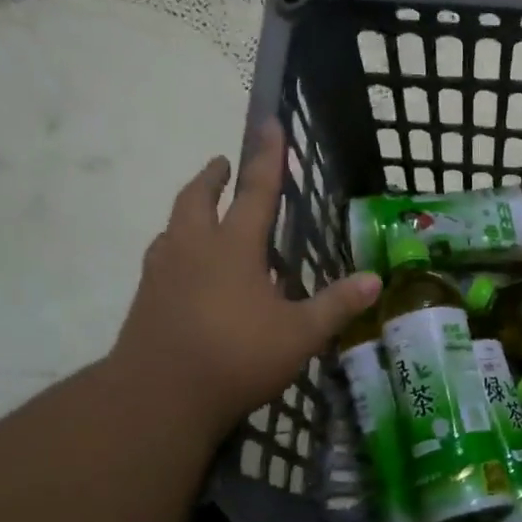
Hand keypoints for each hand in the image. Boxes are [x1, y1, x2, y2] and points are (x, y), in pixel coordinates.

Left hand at [108, 121, 380, 441]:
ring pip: (173, 224)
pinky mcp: (145, 299)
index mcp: (232, 248)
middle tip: (223, 164)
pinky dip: (177, 245)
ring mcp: (162, 273)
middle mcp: (192, 249)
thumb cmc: (234, 357)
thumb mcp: (299, 334)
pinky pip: (162, 256)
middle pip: (197, 198)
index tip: (268, 124)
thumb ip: (336, 305)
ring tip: (201, 211)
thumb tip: (376, 280)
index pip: (254, 191)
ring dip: (190, 207)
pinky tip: (186, 267)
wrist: (156, 397)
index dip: (266, 157)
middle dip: (213, 176)